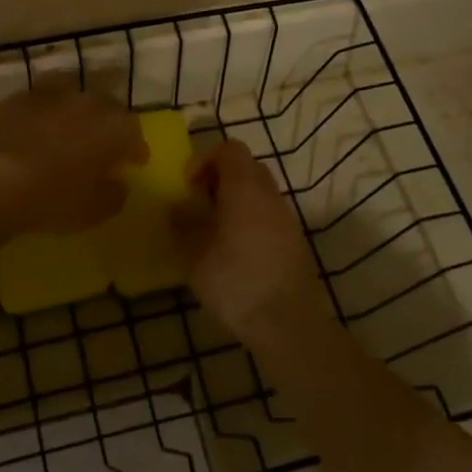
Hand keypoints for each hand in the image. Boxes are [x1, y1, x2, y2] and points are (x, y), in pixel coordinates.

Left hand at [0, 83, 147, 234]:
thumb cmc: (51, 198)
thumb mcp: (93, 212)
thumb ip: (114, 196)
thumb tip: (118, 184)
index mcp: (114, 128)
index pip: (134, 133)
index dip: (136, 149)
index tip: (134, 163)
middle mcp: (88, 102)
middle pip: (108, 107)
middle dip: (110, 124)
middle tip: (105, 145)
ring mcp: (53, 94)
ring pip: (75, 95)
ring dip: (79, 110)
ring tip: (73, 129)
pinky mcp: (21, 97)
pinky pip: (44, 99)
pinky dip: (48, 111)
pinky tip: (41, 126)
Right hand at [171, 140, 330, 340]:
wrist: (286, 322)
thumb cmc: (235, 281)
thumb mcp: (193, 255)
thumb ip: (182, 224)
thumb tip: (177, 207)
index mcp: (244, 189)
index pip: (229, 149)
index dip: (204, 159)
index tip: (187, 185)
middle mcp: (269, 195)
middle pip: (246, 167)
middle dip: (219, 178)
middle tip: (199, 203)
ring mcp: (286, 218)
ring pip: (259, 191)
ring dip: (235, 199)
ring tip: (213, 228)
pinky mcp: (294, 241)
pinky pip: (268, 214)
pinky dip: (249, 218)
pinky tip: (234, 249)